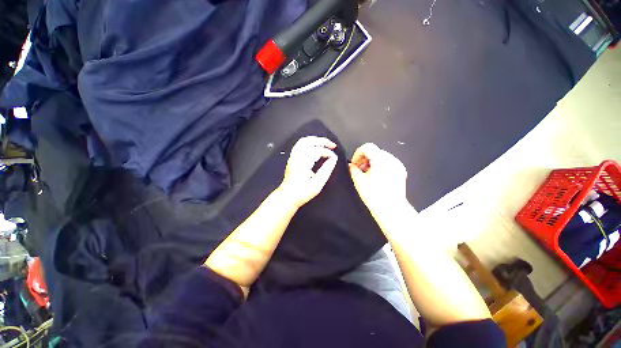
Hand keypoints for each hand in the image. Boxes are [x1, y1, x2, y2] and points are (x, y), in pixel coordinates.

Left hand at [278, 136, 337, 207]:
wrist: (287, 196)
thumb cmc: (301, 193)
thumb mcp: (317, 185)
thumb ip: (326, 170)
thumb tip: (333, 159)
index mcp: (302, 162)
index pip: (317, 150)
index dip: (328, 153)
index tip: (334, 158)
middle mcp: (296, 157)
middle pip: (310, 141)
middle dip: (323, 141)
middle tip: (332, 145)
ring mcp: (293, 156)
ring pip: (304, 141)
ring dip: (316, 140)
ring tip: (325, 144)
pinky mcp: (292, 158)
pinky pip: (300, 145)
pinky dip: (310, 143)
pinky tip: (315, 146)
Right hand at [349, 143, 408, 216]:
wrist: (392, 210)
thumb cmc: (375, 196)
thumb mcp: (359, 181)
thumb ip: (352, 169)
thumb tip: (350, 165)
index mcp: (381, 159)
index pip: (367, 147)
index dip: (357, 154)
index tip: (354, 163)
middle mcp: (391, 159)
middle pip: (374, 151)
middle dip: (364, 159)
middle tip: (359, 170)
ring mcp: (397, 165)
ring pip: (381, 157)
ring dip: (371, 163)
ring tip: (367, 175)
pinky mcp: (400, 172)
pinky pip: (388, 164)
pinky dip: (380, 167)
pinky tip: (376, 178)